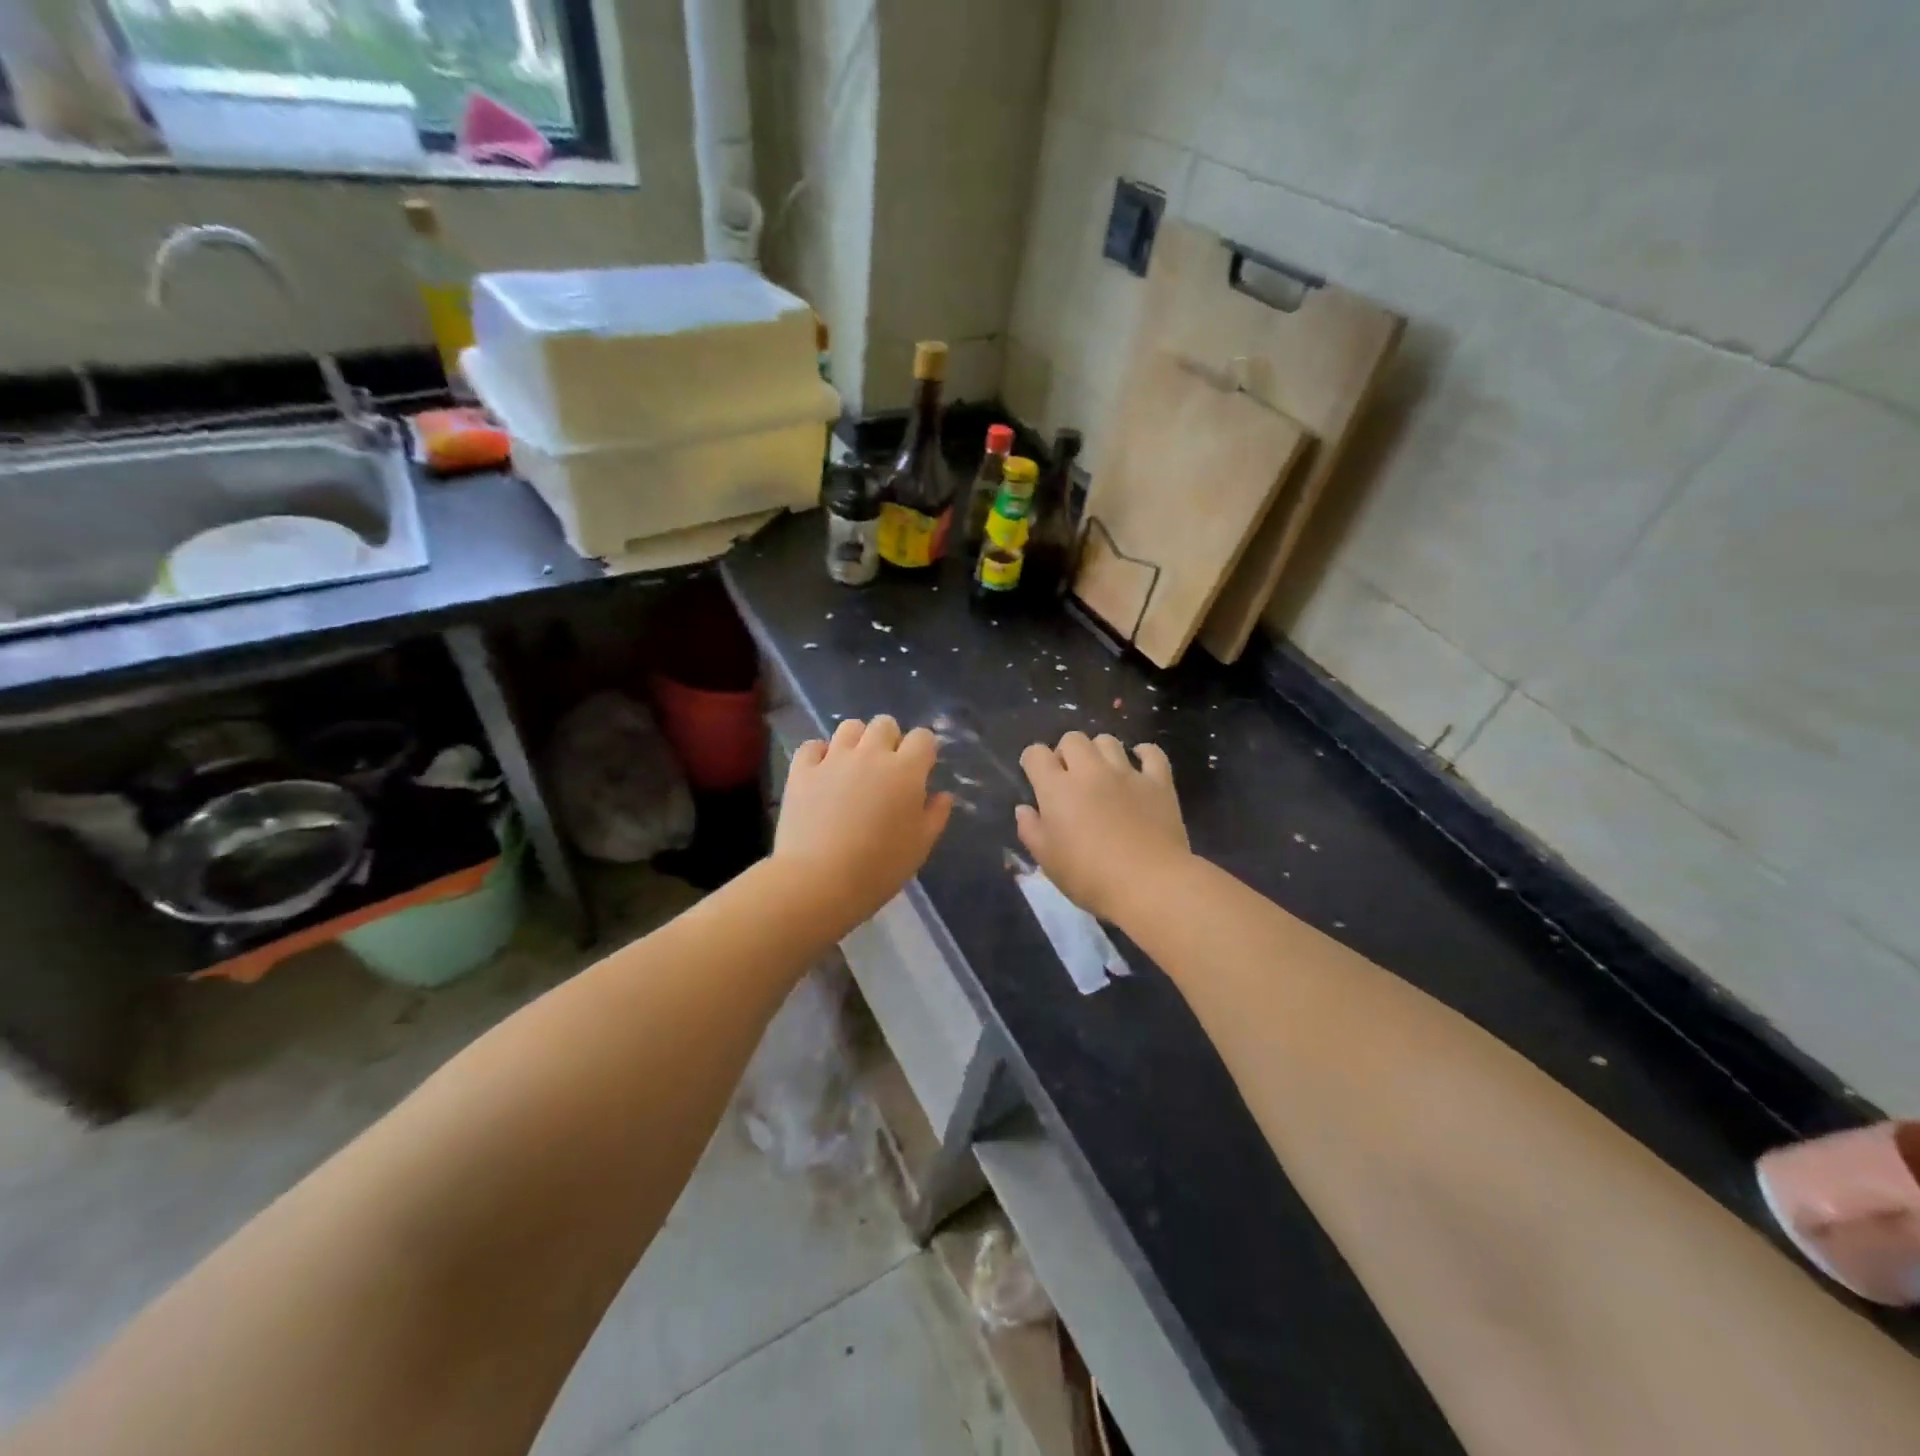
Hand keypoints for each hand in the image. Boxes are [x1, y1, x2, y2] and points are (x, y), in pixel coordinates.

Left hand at [774, 715, 953, 929]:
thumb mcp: (920, 847)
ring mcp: (833, 759)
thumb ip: (935, 815)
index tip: (921, 770)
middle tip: (887, 770)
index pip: (923, 738)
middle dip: (890, 740)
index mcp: (906, 771)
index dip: (924, 750)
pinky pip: (812, 745)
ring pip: (850, 727)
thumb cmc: (879, 868)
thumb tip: (942, 795)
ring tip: (854, 767)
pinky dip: (819, 754)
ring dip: (857, 741)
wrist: (819, 880)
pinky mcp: (802, 770)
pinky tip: (822, 773)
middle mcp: (871, 754)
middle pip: (885, 724)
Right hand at [1016, 733, 1190, 921]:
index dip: (1032, 761)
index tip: (1036, 777)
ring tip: (1101, 773)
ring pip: (1108, 741)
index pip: (1036, 754)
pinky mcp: (1158, 782)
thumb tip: (1024, 809)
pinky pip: (1151, 753)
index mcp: (1057, 788)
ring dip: (1099, 752)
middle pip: (1073, 738)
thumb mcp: (1047, 860)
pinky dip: (1143, 754)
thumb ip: (1030, 830)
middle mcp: (1090, 771)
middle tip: (1069, 778)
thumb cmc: (1090, 877)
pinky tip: (1139, 766)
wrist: (1150, 885)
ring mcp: (1127, 773)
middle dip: (1066, 752)